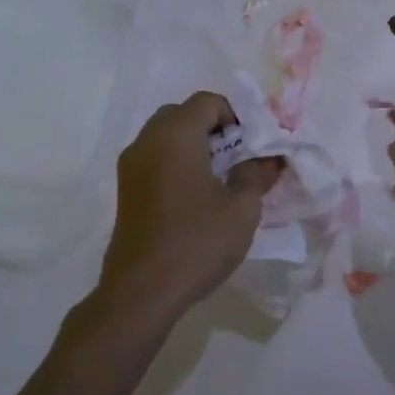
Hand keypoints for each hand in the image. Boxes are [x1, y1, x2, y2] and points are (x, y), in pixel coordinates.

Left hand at [95, 93, 282, 324]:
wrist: (141, 291)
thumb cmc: (197, 242)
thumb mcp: (242, 208)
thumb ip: (257, 174)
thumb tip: (269, 158)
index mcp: (175, 134)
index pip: (208, 102)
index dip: (236, 117)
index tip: (252, 147)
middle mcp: (147, 140)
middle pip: (184, 114)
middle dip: (214, 129)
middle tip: (237, 159)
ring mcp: (131, 165)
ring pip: (166, 136)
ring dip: (195, 146)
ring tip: (219, 180)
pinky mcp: (126, 189)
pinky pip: (155, 158)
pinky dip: (177, 163)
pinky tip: (195, 197)